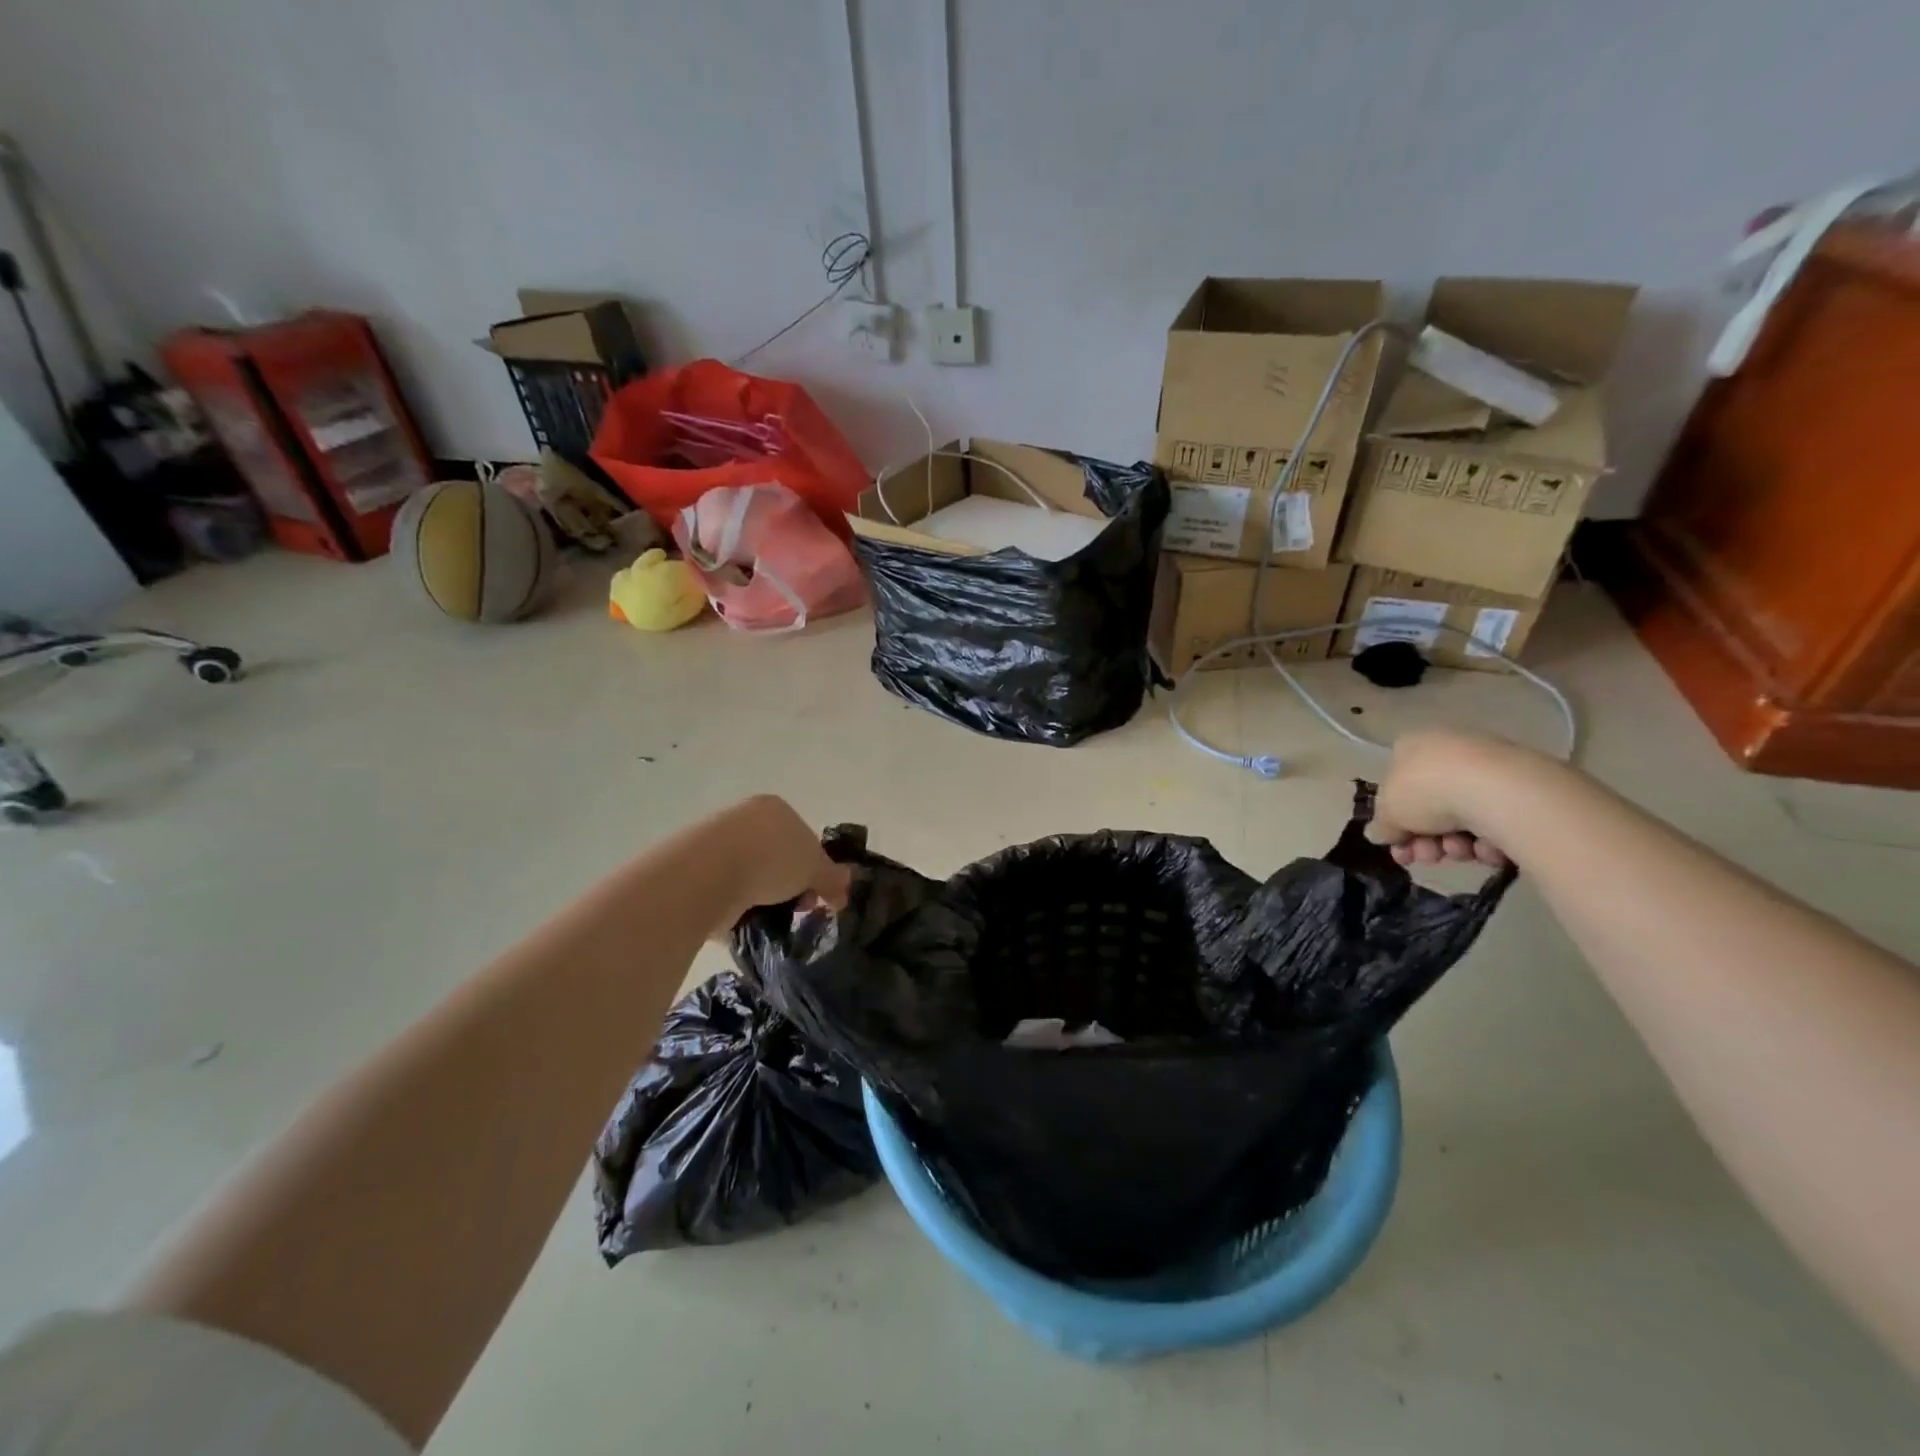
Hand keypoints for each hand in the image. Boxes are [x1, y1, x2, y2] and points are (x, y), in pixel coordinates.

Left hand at [712, 795, 851, 927]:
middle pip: (777, 856)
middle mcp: (744, 818)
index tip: (815, 895)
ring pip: (751, 874)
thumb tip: (844, 889)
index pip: (804, 838)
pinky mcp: (694, 869)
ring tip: (765, 917)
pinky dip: (734, 906)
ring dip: (761, 896)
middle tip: (794, 908)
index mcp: (775, 808)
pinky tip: (740, 919)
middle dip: (789, 885)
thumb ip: (833, 878)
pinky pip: (725, 890)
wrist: (707, 873)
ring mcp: (716, 842)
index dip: (815, 869)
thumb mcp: (815, 869)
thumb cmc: (771, 859)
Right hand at [1369, 731, 1514, 869]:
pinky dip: (1490, 839)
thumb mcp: (1388, 812)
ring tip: (1461, 852)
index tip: (1398, 847)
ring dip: (1456, 843)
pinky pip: (1496, 820)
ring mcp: (1488, 768)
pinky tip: (1488, 848)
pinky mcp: (1523, 788)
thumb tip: (1378, 834)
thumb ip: (1381, 825)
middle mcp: (1449, 751)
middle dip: (1426, 839)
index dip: (1394, 822)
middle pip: (1430, 806)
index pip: (1396, 786)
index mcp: (1412, 746)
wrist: (1500, 792)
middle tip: (1427, 857)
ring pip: (1463, 817)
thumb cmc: (1428, 791)